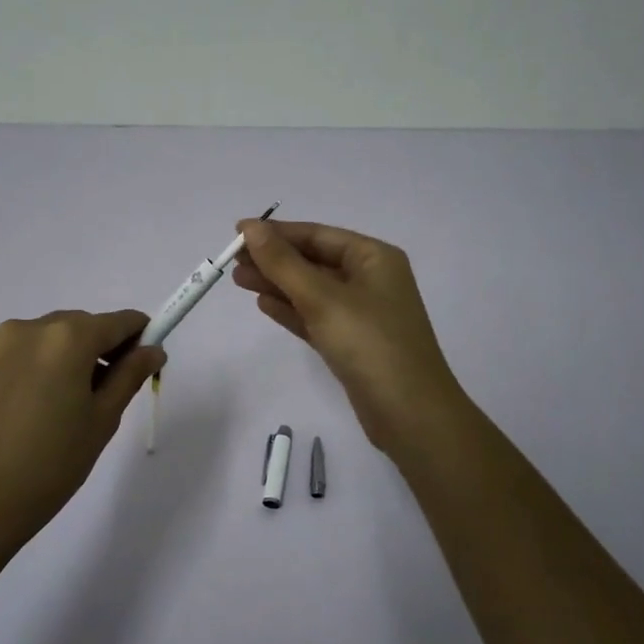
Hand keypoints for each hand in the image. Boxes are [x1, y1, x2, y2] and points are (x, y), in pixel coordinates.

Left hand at [0, 310, 165, 548]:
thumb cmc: (52, 462)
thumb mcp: (103, 418)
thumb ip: (130, 375)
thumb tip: (153, 350)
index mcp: (68, 336)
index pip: (119, 321)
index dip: (140, 337)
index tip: (148, 363)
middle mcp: (34, 327)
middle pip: (85, 325)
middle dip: (105, 348)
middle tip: (112, 392)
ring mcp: (3, 343)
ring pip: (55, 337)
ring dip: (74, 356)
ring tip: (74, 405)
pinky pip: (29, 351)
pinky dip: (46, 365)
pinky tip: (44, 406)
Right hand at [233, 219, 468, 454]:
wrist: (410, 415)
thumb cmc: (370, 344)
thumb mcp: (323, 298)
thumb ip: (283, 263)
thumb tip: (250, 227)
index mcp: (374, 258)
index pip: (317, 235)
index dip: (277, 233)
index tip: (238, 232)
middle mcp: (370, 279)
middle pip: (313, 261)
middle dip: (274, 260)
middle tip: (232, 261)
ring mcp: (362, 313)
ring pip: (311, 290)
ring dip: (277, 284)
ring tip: (238, 280)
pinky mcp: (352, 343)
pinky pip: (316, 317)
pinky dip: (291, 309)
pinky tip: (263, 304)